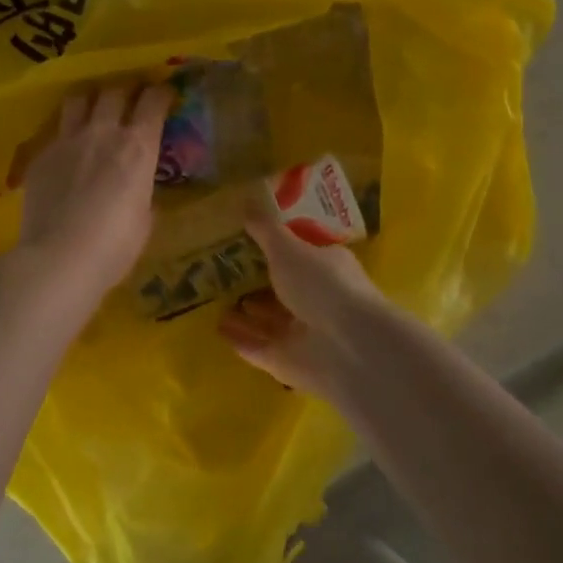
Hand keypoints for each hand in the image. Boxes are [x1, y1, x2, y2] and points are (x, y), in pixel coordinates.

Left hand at [18, 82, 172, 304]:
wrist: (59, 258)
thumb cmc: (115, 246)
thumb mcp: (144, 218)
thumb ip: (142, 191)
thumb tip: (136, 187)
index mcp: (138, 146)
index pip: (153, 101)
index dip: (160, 93)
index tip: (163, 95)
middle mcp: (103, 132)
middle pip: (114, 90)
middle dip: (125, 90)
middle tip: (129, 98)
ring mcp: (68, 140)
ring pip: (79, 98)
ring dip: (90, 98)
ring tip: (93, 108)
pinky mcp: (41, 155)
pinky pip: (56, 131)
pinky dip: (66, 133)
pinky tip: (67, 150)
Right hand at [218, 199, 393, 400]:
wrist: (348, 348)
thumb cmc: (322, 285)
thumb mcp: (288, 248)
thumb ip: (265, 229)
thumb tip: (245, 199)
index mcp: (326, 267)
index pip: (299, 254)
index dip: (275, 247)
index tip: (245, 239)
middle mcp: (317, 300)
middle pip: (282, 289)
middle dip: (256, 283)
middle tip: (221, 271)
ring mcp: (303, 333)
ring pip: (269, 321)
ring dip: (245, 313)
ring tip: (214, 300)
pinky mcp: (288, 363)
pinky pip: (258, 348)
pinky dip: (240, 339)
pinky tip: (217, 329)